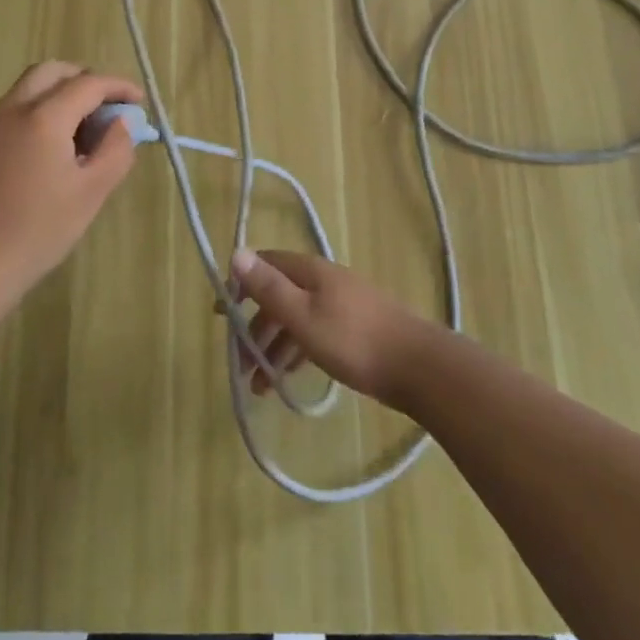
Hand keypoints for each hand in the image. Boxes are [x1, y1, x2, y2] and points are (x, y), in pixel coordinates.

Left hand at [0, 61, 143, 306]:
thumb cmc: (36, 231)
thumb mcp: (91, 193)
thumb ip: (115, 150)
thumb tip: (121, 123)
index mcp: (43, 117)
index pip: (88, 83)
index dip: (118, 87)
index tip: (139, 101)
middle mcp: (12, 108)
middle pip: (53, 72)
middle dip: (85, 80)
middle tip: (107, 108)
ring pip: (30, 88)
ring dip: (60, 95)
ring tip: (82, 133)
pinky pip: (14, 109)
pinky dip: (39, 111)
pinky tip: (51, 149)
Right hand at [229, 249, 431, 407]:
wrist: (417, 367)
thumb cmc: (353, 340)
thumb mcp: (303, 316)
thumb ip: (269, 288)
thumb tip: (236, 252)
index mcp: (310, 271)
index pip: (266, 264)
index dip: (240, 283)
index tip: (222, 313)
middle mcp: (323, 281)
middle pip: (279, 295)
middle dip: (254, 326)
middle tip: (239, 362)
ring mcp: (340, 304)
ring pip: (296, 319)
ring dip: (273, 347)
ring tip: (259, 387)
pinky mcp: (353, 329)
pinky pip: (313, 334)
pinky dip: (295, 353)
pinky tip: (287, 379)